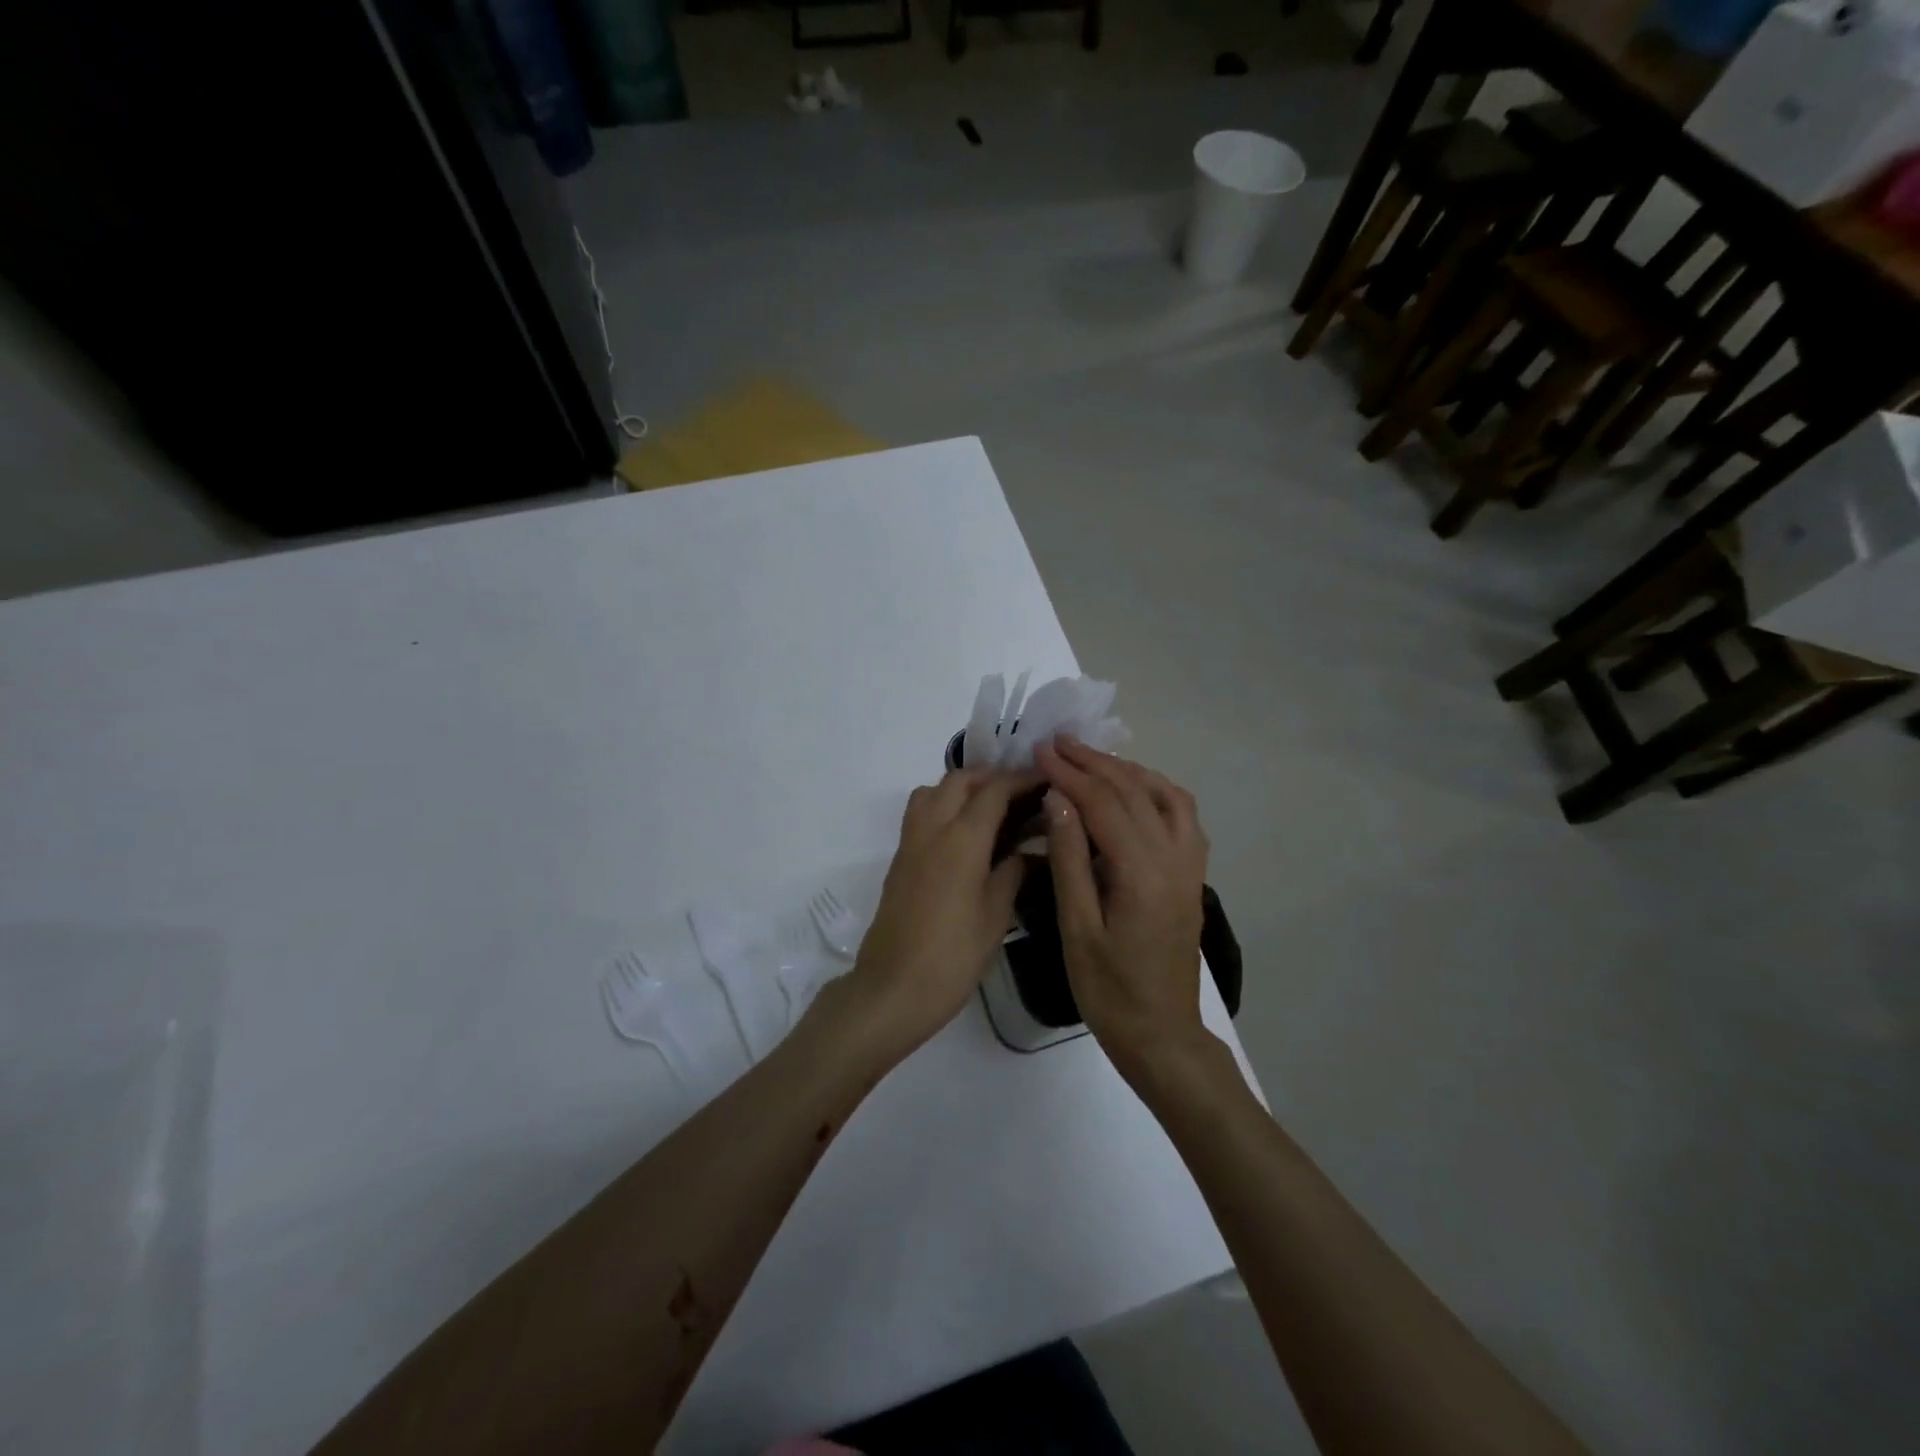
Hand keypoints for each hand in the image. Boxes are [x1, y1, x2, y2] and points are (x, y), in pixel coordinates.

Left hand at [843, 768, 1041, 1055]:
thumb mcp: (995, 915)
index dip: (1022, 779)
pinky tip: (967, 836)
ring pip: (933, 791)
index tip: (1047, 780)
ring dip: (962, 788)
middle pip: (960, 780)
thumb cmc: (952, 956)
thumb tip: (1028, 851)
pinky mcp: (899, 859)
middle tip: (1022, 795)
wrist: (893, 988)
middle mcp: (932, 829)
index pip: (994, 790)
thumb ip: (1012, 872)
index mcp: (961, 839)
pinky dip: (944, 806)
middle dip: (992, 777)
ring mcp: (910, 842)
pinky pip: (921, 813)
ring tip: (992, 810)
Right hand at [1035, 739, 1210, 1082]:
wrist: (1162, 1035)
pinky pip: (1183, 816)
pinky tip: (1133, 790)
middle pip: (1134, 791)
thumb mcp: (1076, 928)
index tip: (1040, 750)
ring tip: (1092, 758)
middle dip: (1094, 762)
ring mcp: (1190, 866)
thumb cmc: (1108, 990)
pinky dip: (1156, 790)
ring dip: (1127, 770)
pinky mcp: (1193, 875)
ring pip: (1165, 795)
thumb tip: (1059, 799)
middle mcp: (1174, 858)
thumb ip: (1070, 859)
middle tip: (1058, 742)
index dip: (1069, 773)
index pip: (1103, 803)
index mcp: (1141, 872)